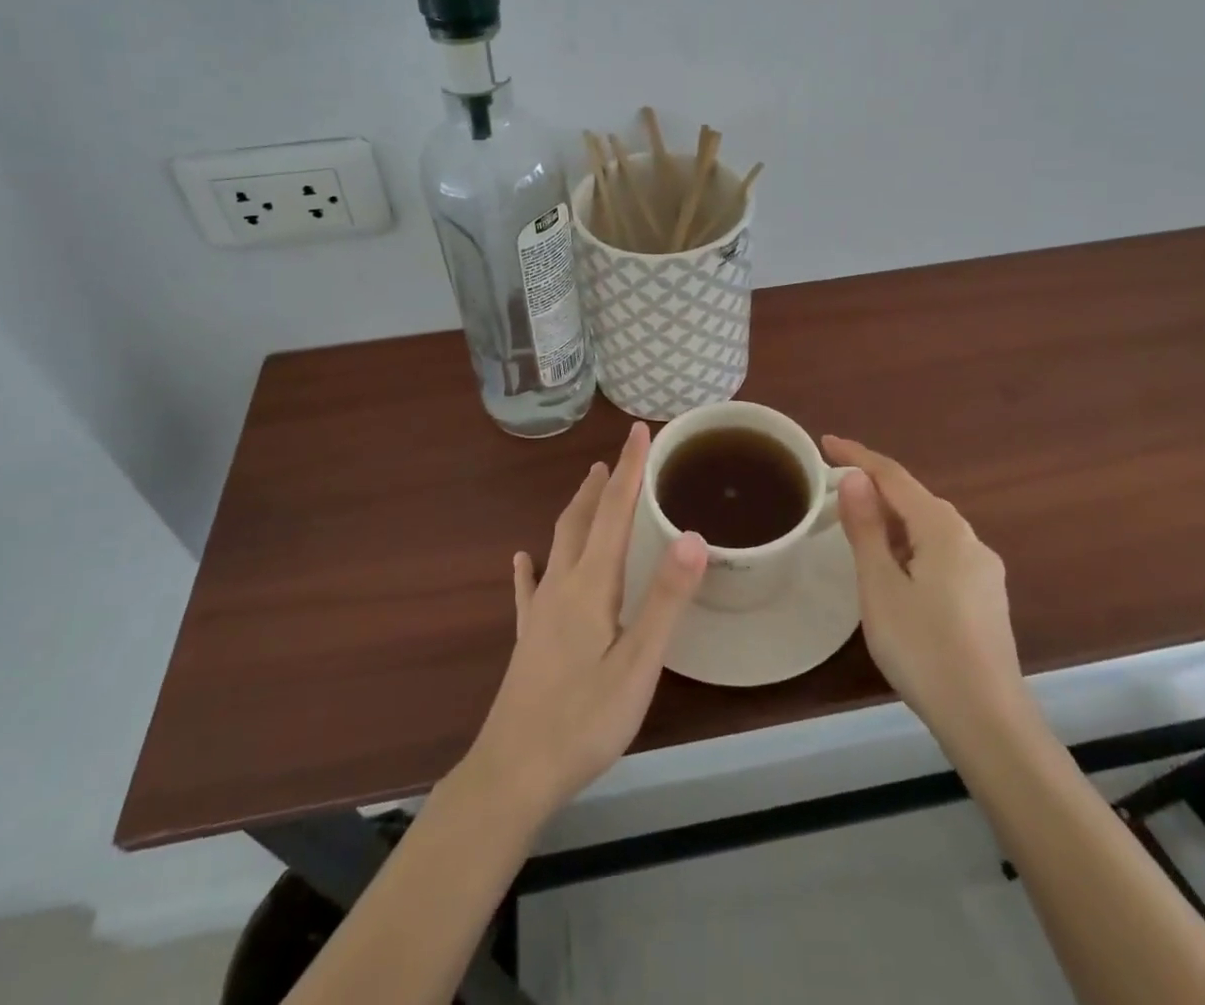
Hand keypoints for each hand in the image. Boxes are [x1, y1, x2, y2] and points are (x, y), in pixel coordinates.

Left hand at [464, 422, 706, 821]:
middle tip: (618, 453)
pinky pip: (530, 587)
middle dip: (604, 483)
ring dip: (578, 510)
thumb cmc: (584, 720)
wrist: (513, 773)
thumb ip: (665, 600)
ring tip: (590, 487)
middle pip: (583, 519)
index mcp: (591, 585)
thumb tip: (692, 536)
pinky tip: (523, 558)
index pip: (615, 512)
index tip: (640, 431)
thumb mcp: (637, 664)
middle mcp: (562, 586)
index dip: (629, 470)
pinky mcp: (529, 638)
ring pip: (559, 543)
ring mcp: (540, 612)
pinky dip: (532, 565)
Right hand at [823, 435, 1027, 749]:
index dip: (858, 456)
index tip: (826, 442)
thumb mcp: (881, 586)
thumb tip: (854, 478)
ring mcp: (984, 570)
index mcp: (943, 529)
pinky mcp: (986, 597)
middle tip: (835, 489)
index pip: (894, 476)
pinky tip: (897, 570)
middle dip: (876, 488)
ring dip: (894, 519)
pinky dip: (912, 545)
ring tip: (859, 528)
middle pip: (915, 499)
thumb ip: (867, 528)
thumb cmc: (924, 649)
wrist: (988, 721)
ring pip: (930, 527)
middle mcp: (969, 539)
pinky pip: (942, 552)